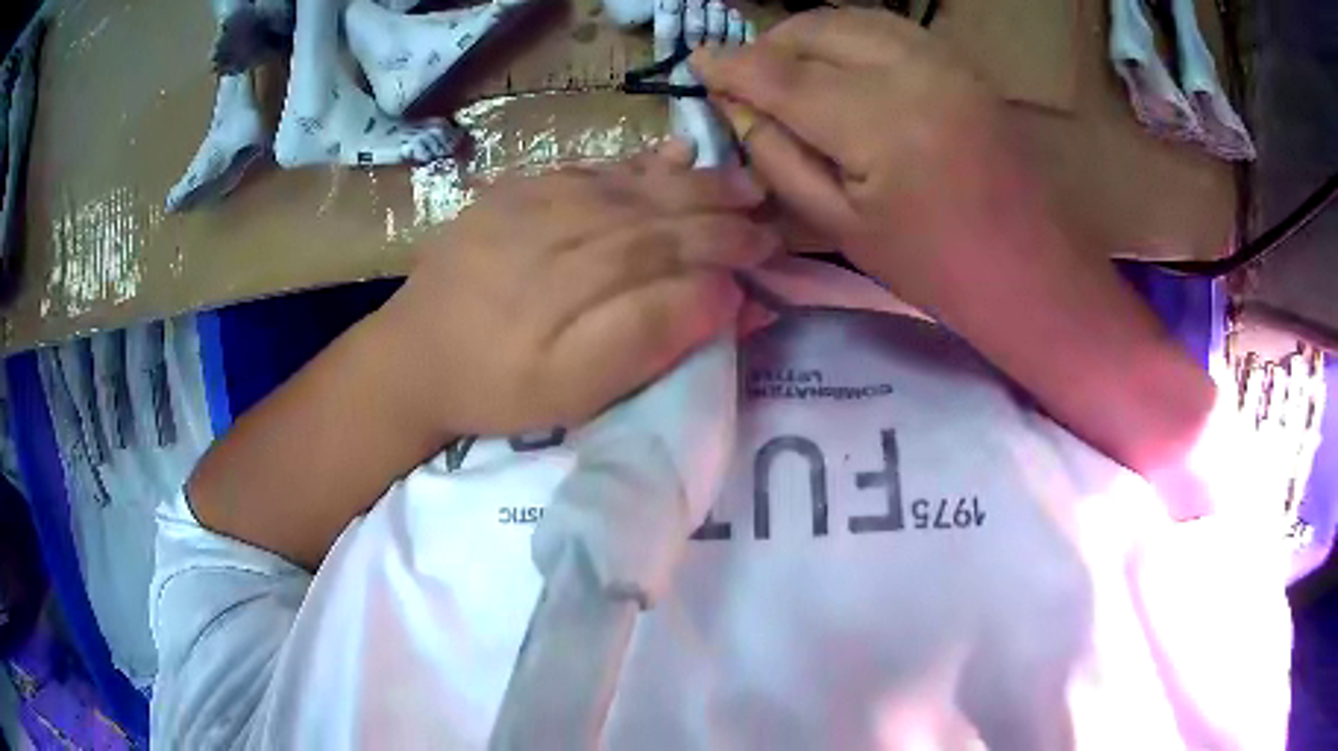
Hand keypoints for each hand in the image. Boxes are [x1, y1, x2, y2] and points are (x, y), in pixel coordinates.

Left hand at [378, 142, 778, 436]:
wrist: (411, 357)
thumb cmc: (495, 388)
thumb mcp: (571, 392)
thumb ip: (645, 340)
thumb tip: (720, 295)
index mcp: (566, 284)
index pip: (663, 250)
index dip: (722, 246)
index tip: (768, 248)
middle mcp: (551, 228)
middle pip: (648, 209)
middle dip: (714, 207)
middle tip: (763, 208)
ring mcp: (527, 202)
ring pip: (621, 182)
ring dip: (684, 180)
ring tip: (733, 181)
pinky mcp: (511, 192)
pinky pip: (583, 168)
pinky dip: (632, 163)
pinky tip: (666, 157)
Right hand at [690, 9, 1032, 311]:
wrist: (1035, 271)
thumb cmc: (938, 269)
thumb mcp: (843, 228)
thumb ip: (780, 160)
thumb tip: (737, 109)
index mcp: (880, 125)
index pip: (783, 76)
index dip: (731, 67)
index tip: (698, 64)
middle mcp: (914, 73)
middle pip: (817, 29)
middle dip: (770, 44)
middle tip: (748, 76)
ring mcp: (946, 62)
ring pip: (853, 17)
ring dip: (809, 35)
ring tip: (790, 68)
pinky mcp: (964, 65)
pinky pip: (891, 28)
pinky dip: (852, 35)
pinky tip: (841, 64)